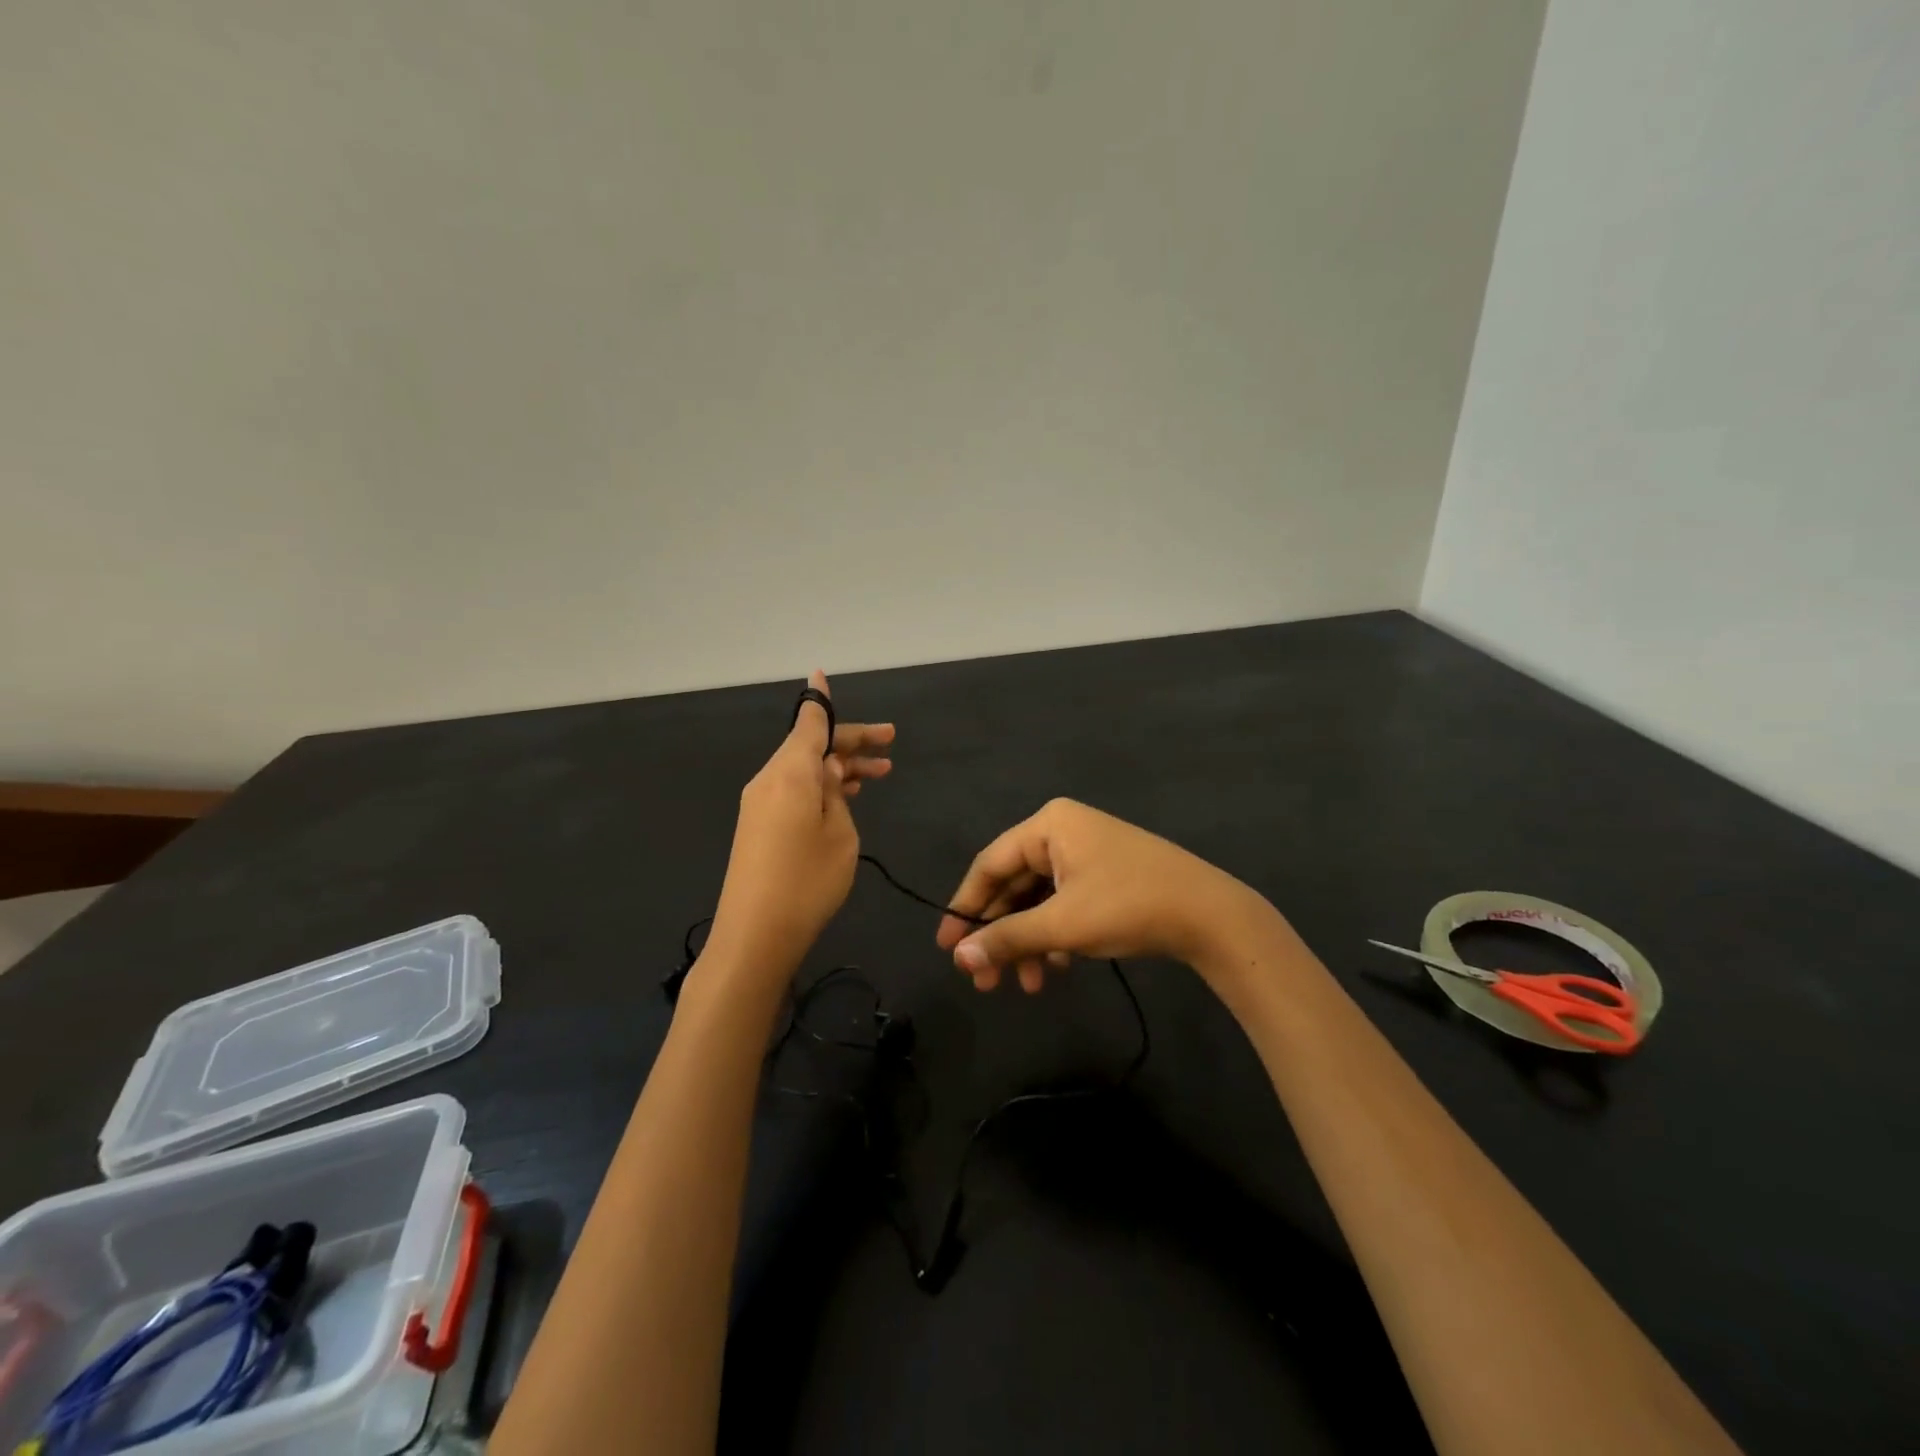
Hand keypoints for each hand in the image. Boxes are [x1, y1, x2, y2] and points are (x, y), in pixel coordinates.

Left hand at [707, 670, 893, 972]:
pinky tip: (847, 794)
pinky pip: (793, 790)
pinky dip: (821, 786)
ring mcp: (760, 803)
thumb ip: (837, 793)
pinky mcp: (758, 826)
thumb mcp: (840, 833)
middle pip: (811, 746)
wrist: (755, 936)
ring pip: (805, 769)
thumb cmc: (807, 881)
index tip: (823, 676)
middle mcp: (770, 780)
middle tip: (890, 743)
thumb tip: (829, 769)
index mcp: (790, 773)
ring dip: (840, 767)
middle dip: (851, 742)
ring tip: (881, 772)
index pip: (810, 723)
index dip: (823, 702)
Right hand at [935, 798, 1266, 992]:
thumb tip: (958, 958)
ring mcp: (1086, 853)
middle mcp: (1063, 832)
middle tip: (983, 980)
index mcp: (1048, 826)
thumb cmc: (1127, 906)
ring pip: (1039, 900)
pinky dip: (1055, 937)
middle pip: (1014, 885)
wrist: (1210, 915)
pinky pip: (1064, 904)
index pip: (990, 865)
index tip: (946, 947)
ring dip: (1028, 943)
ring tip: (1026, 987)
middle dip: (1001, 935)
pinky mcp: (1104, 876)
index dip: (965, 907)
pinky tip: (1057, 970)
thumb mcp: (1062, 925)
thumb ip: (1008, 939)